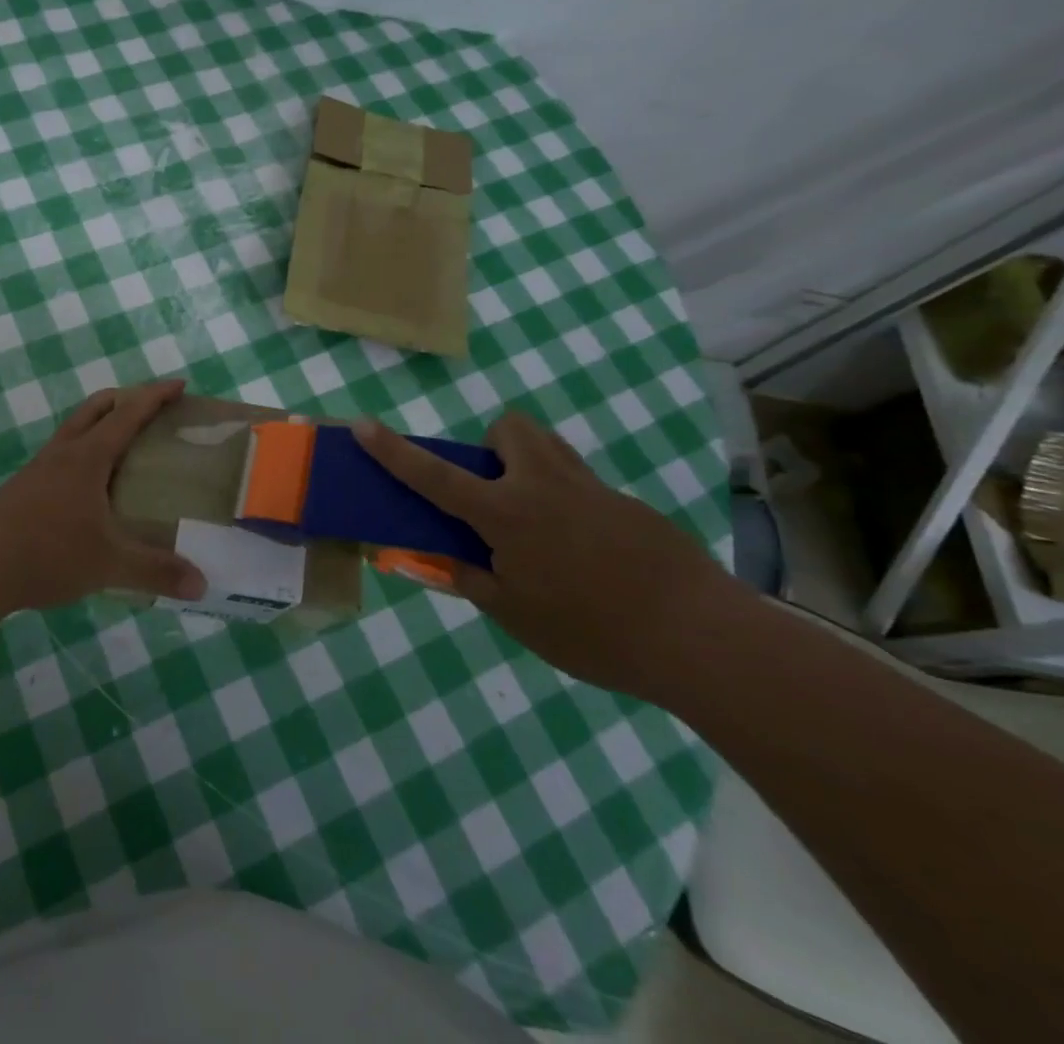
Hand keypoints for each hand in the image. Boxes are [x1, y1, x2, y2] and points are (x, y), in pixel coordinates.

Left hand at [0, 380, 207, 612]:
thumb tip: (202, 585)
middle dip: (126, 398)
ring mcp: (39, 468)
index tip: (180, 385)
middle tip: (153, 409)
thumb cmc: (48, 553)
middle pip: (96, 408)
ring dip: (101, 423)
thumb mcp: (109, 564)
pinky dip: (84, 452)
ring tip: (125, 445)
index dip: (155, 396)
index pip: (128, 413)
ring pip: (75, 429)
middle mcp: (63, 452)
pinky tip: (91, 486)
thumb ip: (156, 571)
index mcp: (88, 456)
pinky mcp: (24, 487)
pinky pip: (62, 454)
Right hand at [354, 410, 744, 699]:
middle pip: (508, 428)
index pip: (435, 476)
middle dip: (490, 447)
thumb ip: (473, 579)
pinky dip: (567, 502)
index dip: (394, 452)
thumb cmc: (592, 632)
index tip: (363, 425)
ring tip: (536, 519)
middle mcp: (544, 485)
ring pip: (547, 445)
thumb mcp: (515, 617)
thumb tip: (449, 559)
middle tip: (494, 495)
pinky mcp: (628, 504)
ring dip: (526, 464)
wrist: (700, 638)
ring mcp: (591, 488)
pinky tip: (588, 554)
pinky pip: (581, 483)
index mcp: (506, 514)